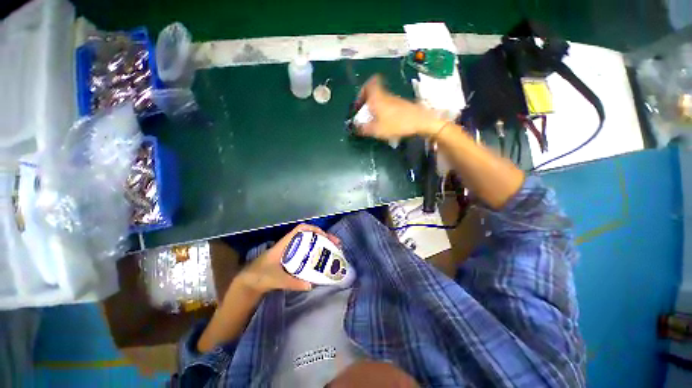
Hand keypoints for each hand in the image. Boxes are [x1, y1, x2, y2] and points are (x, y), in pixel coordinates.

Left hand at [236, 224, 340, 294]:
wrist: (248, 282)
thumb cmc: (259, 276)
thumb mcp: (276, 279)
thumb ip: (292, 283)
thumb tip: (311, 284)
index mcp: (285, 244)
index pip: (300, 229)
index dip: (313, 229)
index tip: (325, 236)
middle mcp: (289, 244)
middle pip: (309, 235)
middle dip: (323, 237)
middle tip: (336, 244)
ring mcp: (291, 251)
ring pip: (309, 243)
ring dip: (321, 244)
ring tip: (333, 250)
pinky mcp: (291, 258)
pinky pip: (306, 252)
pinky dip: (315, 253)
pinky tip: (321, 260)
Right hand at [357, 75, 445, 139]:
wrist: (420, 121)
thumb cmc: (396, 124)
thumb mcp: (376, 130)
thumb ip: (363, 128)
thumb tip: (355, 128)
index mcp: (377, 97)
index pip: (369, 84)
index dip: (362, 91)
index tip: (359, 102)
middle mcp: (385, 95)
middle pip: (374, 92)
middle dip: (367, 101)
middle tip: (364, 113)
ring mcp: (394, 99)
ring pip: (381, 98)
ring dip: (375, 107)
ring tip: (373, 120)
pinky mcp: (401, 105)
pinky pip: (388, 104)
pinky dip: (383, 111)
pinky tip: (384, 122)